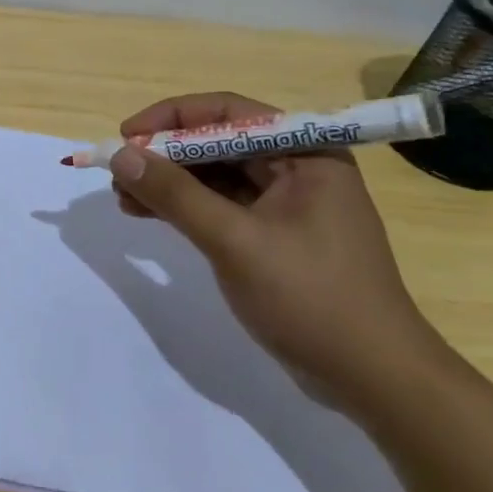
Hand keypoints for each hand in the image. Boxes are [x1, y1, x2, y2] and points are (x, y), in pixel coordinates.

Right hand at [107, 92, 448, 409]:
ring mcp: (288, 205)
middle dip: (165, 155)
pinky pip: (221, 206)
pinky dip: (184, 208)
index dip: (170, 118)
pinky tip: (148, 215)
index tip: (125, 137)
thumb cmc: (311, 298)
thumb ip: (175, 194)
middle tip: (119, 174)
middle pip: (218, 142)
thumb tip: (119, 155)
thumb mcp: (234, 241)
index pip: (227, 112)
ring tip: (123, 198)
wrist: (373, 379)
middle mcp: (298, 168)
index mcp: (305, 153)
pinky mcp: (275, 237)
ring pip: (215, 176)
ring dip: (169, 182)